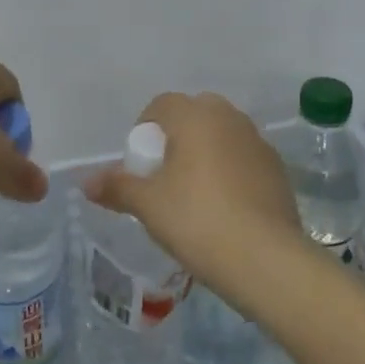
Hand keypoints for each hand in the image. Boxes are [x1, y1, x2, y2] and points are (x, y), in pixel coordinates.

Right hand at [83, 92, 307, 308]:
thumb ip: (117, 187)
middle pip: (194, 115)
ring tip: (195, 197)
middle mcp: (229, 118)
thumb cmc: (197, 220)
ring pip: (222, 136)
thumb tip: (86, 183)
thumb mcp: (148, 205)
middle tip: (165, 178)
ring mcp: (258, 142)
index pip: (162, 104)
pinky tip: (225, 210)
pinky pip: (244, 159)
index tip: (141, 165)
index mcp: (196, 116)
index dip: (145, 130)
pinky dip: (231, 173)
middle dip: (177, 138)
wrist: (266, 259)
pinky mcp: (277, 169)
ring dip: (206, 154)